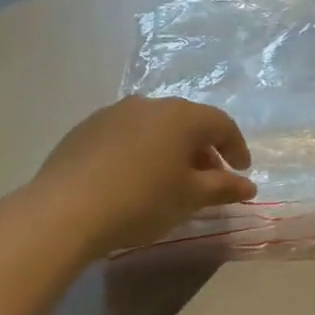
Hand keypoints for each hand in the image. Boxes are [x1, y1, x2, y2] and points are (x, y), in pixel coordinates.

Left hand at [30, 97, 256, 258]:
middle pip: (188, 122)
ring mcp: (114, 112)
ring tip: (170, 179)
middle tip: (209, 178)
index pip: (222, 124)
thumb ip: (223, 188)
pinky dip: (140, 150)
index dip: (236, 147)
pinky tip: (133, 177)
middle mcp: (150, 104)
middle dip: (203, 149)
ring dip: (170, 148)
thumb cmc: (142, 201)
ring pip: (155, 126)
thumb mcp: (190, 198)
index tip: (241, 171)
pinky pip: (125, 134)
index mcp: (182, 116)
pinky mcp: (86, 128)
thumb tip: (249, 185)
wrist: (65, 210)